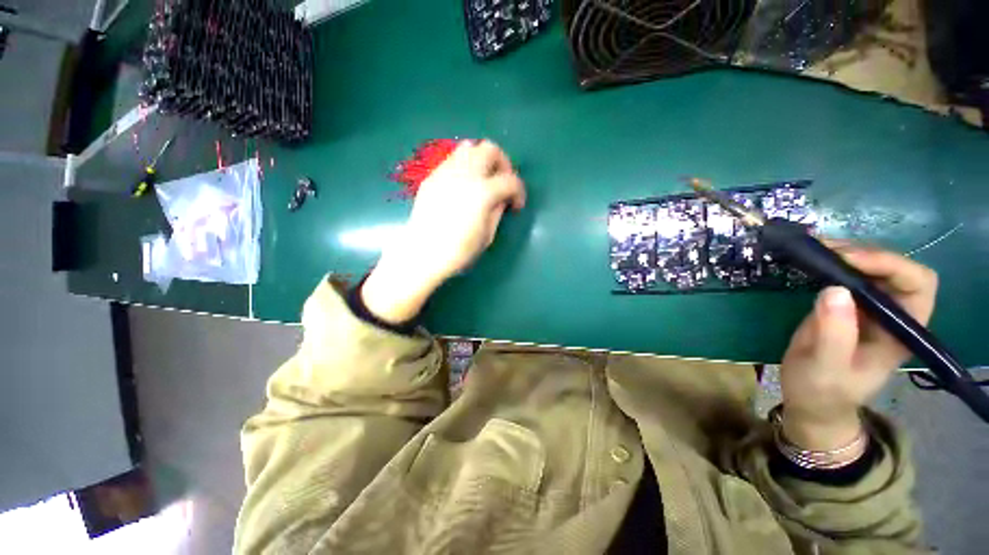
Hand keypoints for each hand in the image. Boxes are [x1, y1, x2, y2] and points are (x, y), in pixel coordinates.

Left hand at [361, 140, 525, 323]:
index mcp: (483, 192)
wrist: (423, 252)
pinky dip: (464, 166)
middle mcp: (465, 174)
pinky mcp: (432, 177)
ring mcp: (446, 172)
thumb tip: (502, 198)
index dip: (519, 192)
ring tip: (483, 179)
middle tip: (502, 183)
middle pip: (490, 150)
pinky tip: (463, 185)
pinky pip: (452, 159)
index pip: (511, 180)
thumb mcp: (487, 235)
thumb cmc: (458, 250)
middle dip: (503, 164)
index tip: (516, 205)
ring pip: (469, 147)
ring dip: (482, 159)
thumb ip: (498, 211)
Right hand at [780, 244, 937, 449]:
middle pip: (893, 267)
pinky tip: (809, 259)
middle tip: (824, 250)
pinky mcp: (844, 305)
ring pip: (870, 266)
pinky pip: (845, 274)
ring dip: (844, 252)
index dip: (890, 265)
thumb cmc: (823, 391)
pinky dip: (829, 261)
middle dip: (863, 253)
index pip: (917, 284)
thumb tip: (834, 289)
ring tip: (813, 249)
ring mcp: (868, 308)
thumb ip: (835, 335)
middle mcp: (892, 313)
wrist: (812, 401)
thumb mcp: (827, 369)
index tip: (848, 261)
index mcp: (901, 330)